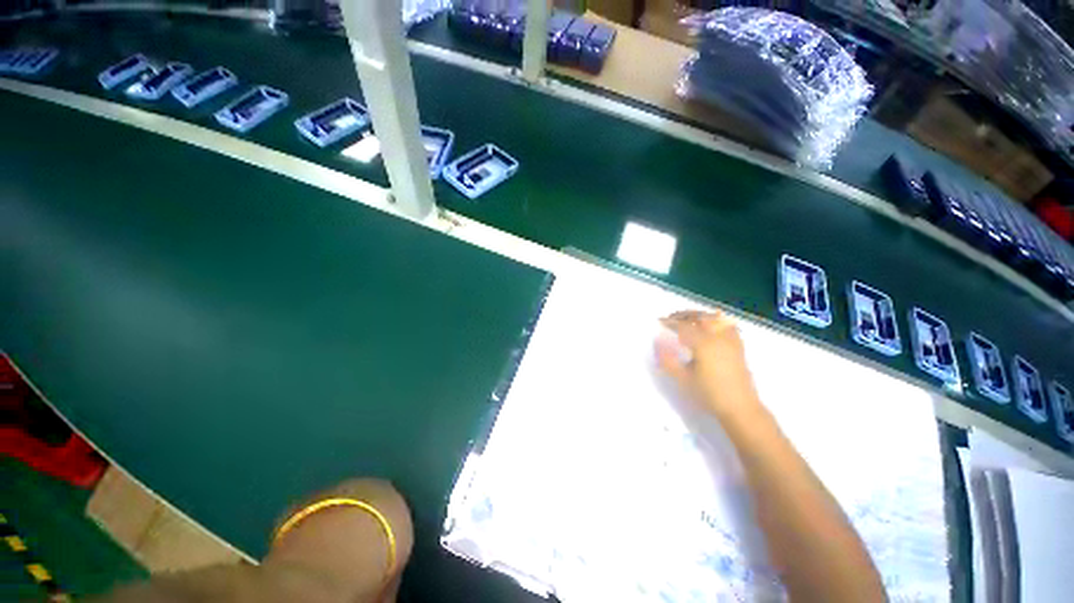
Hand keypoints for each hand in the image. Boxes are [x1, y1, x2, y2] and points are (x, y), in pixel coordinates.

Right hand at [655, 310, 761, 419]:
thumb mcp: (683, 378)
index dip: (669, 322)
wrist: (740, 408)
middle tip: (670, 319)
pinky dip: (717, 321)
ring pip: (715, 318)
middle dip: (684, 315)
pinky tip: (711, 326)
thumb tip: (657, 342)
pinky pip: (727, 325)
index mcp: (703, 344)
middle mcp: (718, 337)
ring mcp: (730, 340)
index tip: (659, 321)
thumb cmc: (709, 394)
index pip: (683, 326)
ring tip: (688, 320)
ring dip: (699, 316)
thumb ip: (667, 359)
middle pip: (700, 317)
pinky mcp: (738, 346)